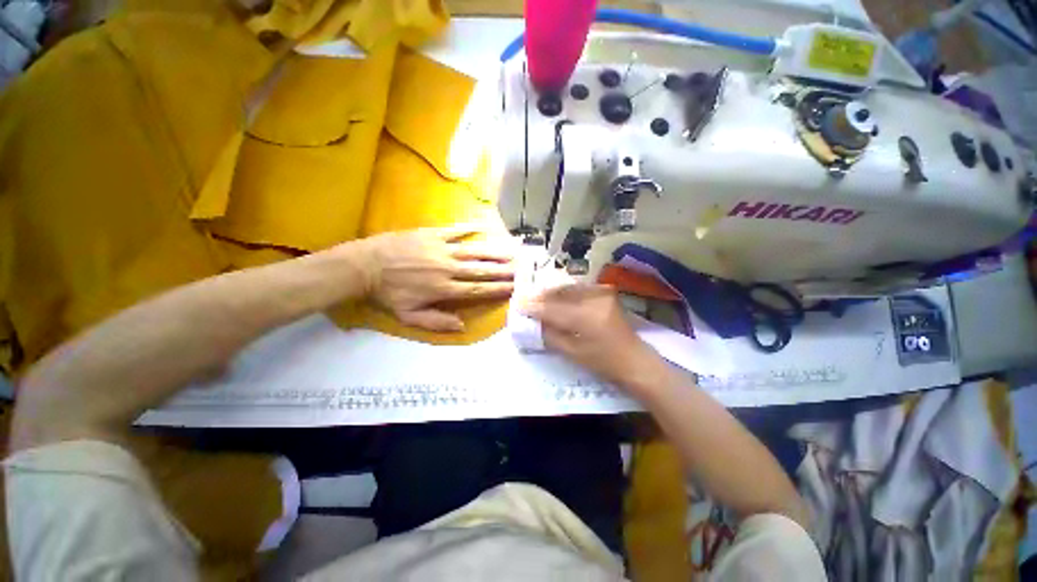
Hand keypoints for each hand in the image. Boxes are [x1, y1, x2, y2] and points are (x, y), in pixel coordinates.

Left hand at [361, 225, 515, 331]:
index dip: (497, 289)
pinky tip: (481, 225)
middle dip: (503, 270)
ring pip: (474, 251)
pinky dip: (468, 228)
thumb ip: (436, 322)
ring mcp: (441, 249)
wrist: (364, 266)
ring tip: (511, 251)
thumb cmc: (387, 294)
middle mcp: (448, 268)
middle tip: (521, 268)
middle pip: (481, 270)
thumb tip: (462, 325)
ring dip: (494, 251)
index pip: (477, 289)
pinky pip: (454, 230)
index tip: (514, 287)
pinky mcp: (431, 234)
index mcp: (444, 289)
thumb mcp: (409, 316)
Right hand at [522, 284, 664, 387]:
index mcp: (585, 318)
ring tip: (537, 298)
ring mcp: (601, 294)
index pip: (552, 309)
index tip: (517, 304)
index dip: (533, 307)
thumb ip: (550, 335)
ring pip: (568, 288)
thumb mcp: (573, 353)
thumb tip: (533, 323)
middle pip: (559, 294)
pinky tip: (556, 297)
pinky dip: (565, 292)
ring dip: (551, 293)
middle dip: (540, 296)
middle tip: (525, 299)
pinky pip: (579, 289)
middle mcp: (593, 300)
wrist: (635, 360)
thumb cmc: (604, 362)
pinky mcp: (605, 293)